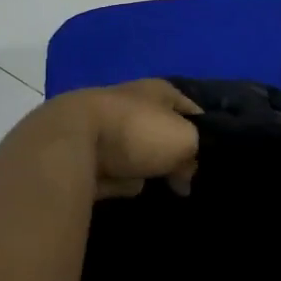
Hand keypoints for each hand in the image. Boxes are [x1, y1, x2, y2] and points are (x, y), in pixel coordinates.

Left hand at [54, 79, 200, 199]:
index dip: (204, 132)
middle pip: (163, 133)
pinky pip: (116, 172)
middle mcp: (133, 104)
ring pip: (139, 153)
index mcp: (158, 90)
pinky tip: (124, 190)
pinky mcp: (87, 154)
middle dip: (173, 156)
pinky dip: (120, 182)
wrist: (70, 143)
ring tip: (155, 186)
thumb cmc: (136, 131)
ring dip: (146, 170)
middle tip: (183, 179)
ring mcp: (107, 128)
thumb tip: (183, 176)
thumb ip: (193, 155)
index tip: (211, 159)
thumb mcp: (183, 140)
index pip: (192, 109)